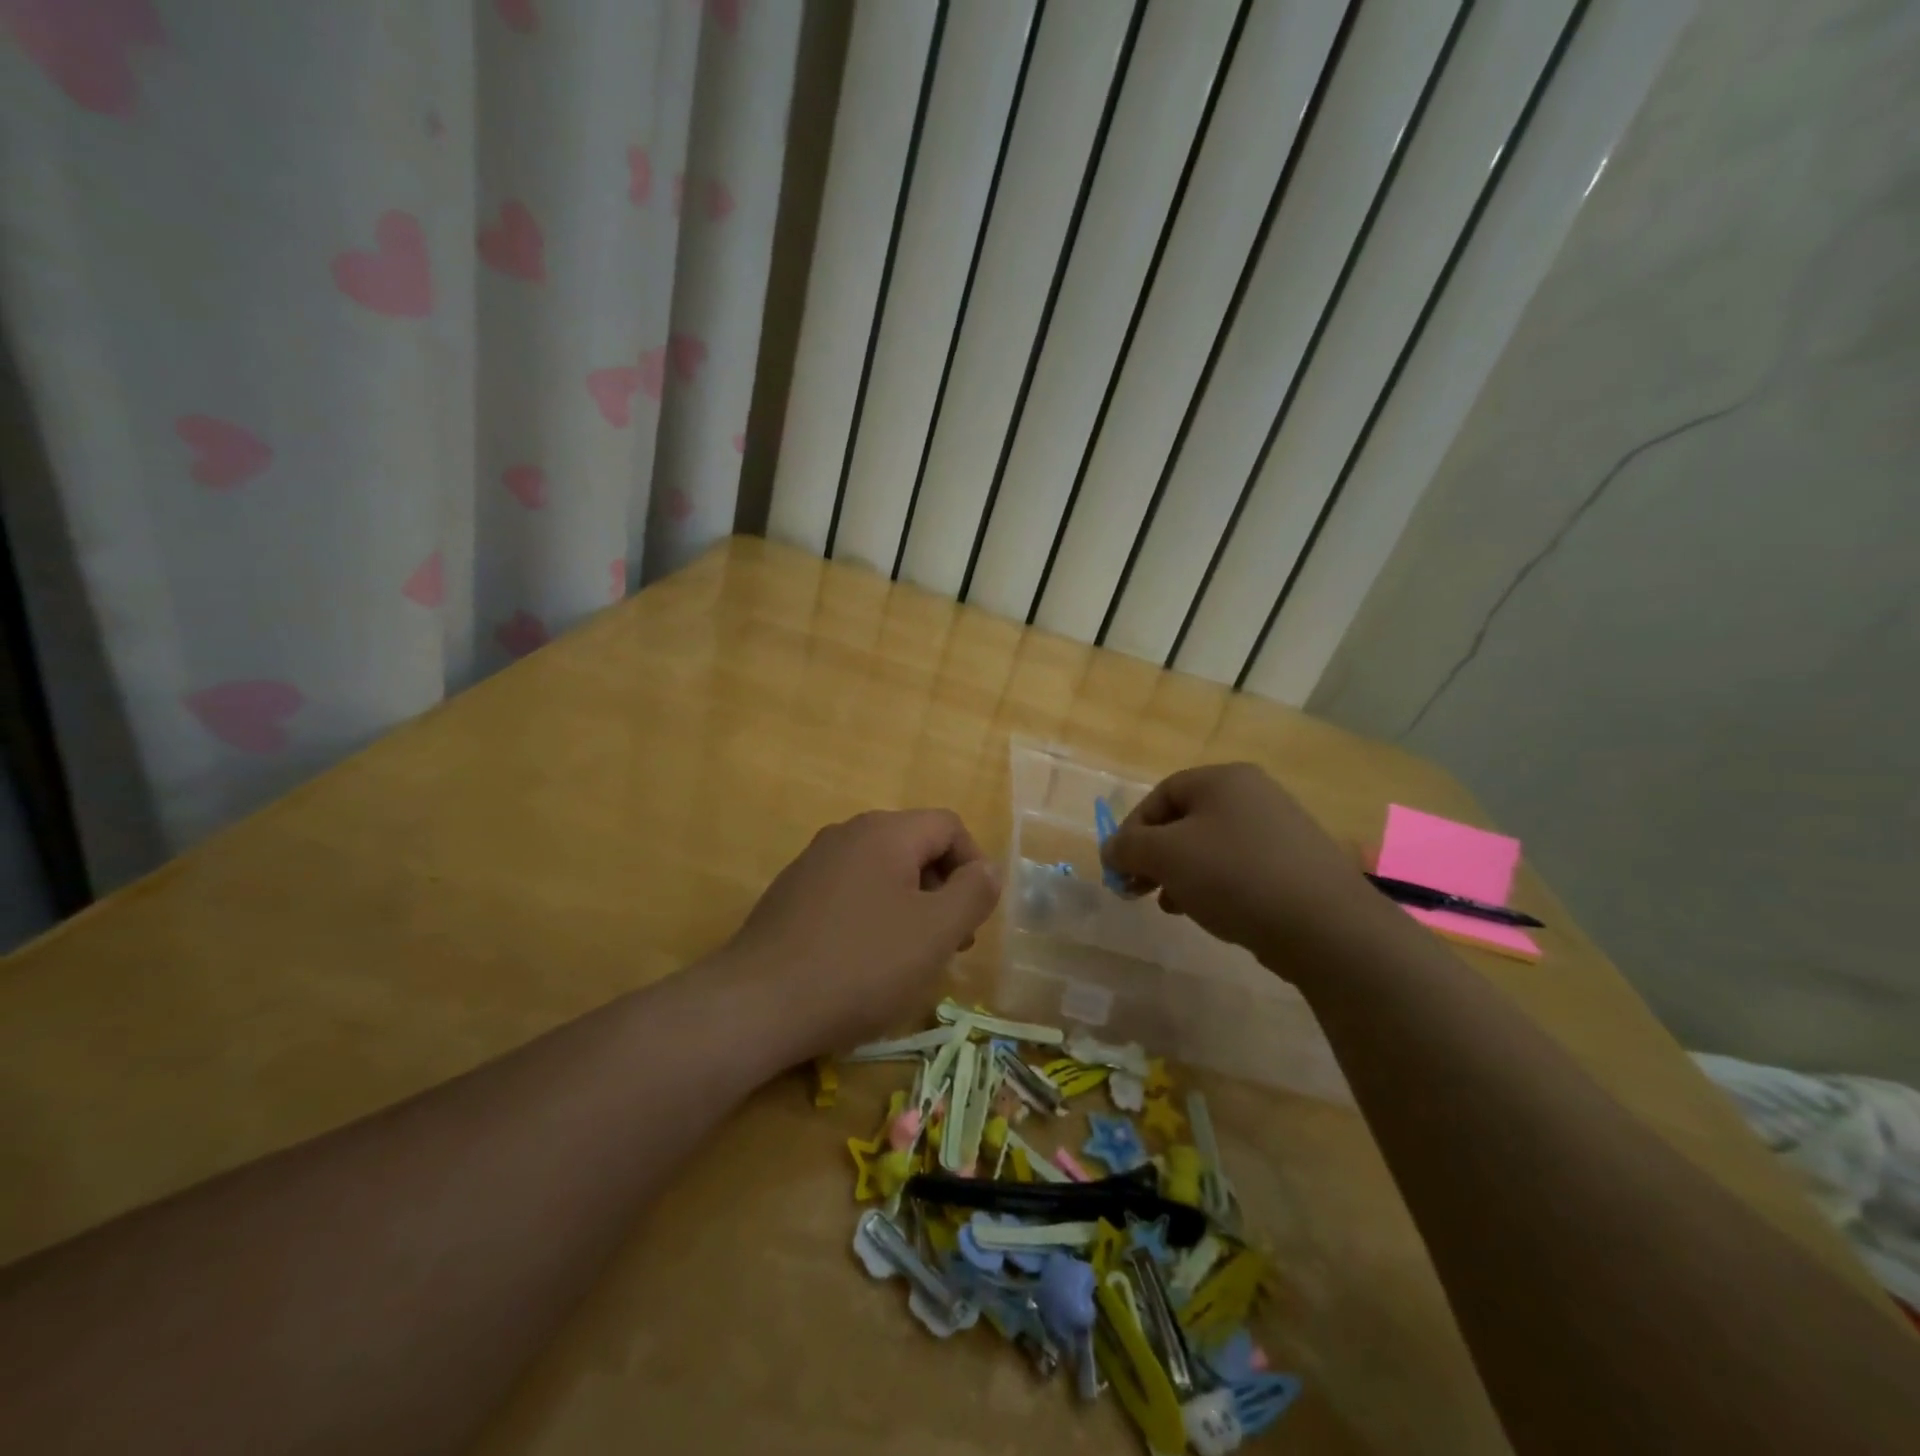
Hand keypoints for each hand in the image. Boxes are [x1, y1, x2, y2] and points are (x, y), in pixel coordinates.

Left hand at [725, 809, 1000, 1052]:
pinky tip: (864, 963)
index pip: (949, 826)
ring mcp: (813, 863)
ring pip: (882, 872)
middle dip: (942, 890)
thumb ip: (973, 892)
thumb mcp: (935, 932)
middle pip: (915, 846)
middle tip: (950, 944)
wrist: (757, 1004)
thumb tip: (985, 869)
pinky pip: (849, 892)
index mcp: (885, 832)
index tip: (973, 917)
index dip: (974, 866)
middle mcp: (847, 834)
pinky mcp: (791, 894)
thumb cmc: (860, 964)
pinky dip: (872, 917)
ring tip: (910, 958)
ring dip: (910, 907)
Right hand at [1100, 764, 1376, 968]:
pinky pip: (1240, 868)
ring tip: (1171, 906)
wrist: (1327, 927)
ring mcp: (1281, 830)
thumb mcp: (1166, 856)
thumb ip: (1128, 847)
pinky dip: (1216, 886)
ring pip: (1212, 847)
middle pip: (1186, 820)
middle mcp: (1255, 795)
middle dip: (1155, 856)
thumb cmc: (1235, 876)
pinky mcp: (1297, 866)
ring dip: (1182, 874)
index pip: (1161, 795)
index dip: (1131, 830)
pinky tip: (1210, 913)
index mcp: (1224, 779)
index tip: (1119, 868)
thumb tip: (1110, 849)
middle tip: (1138, 889)